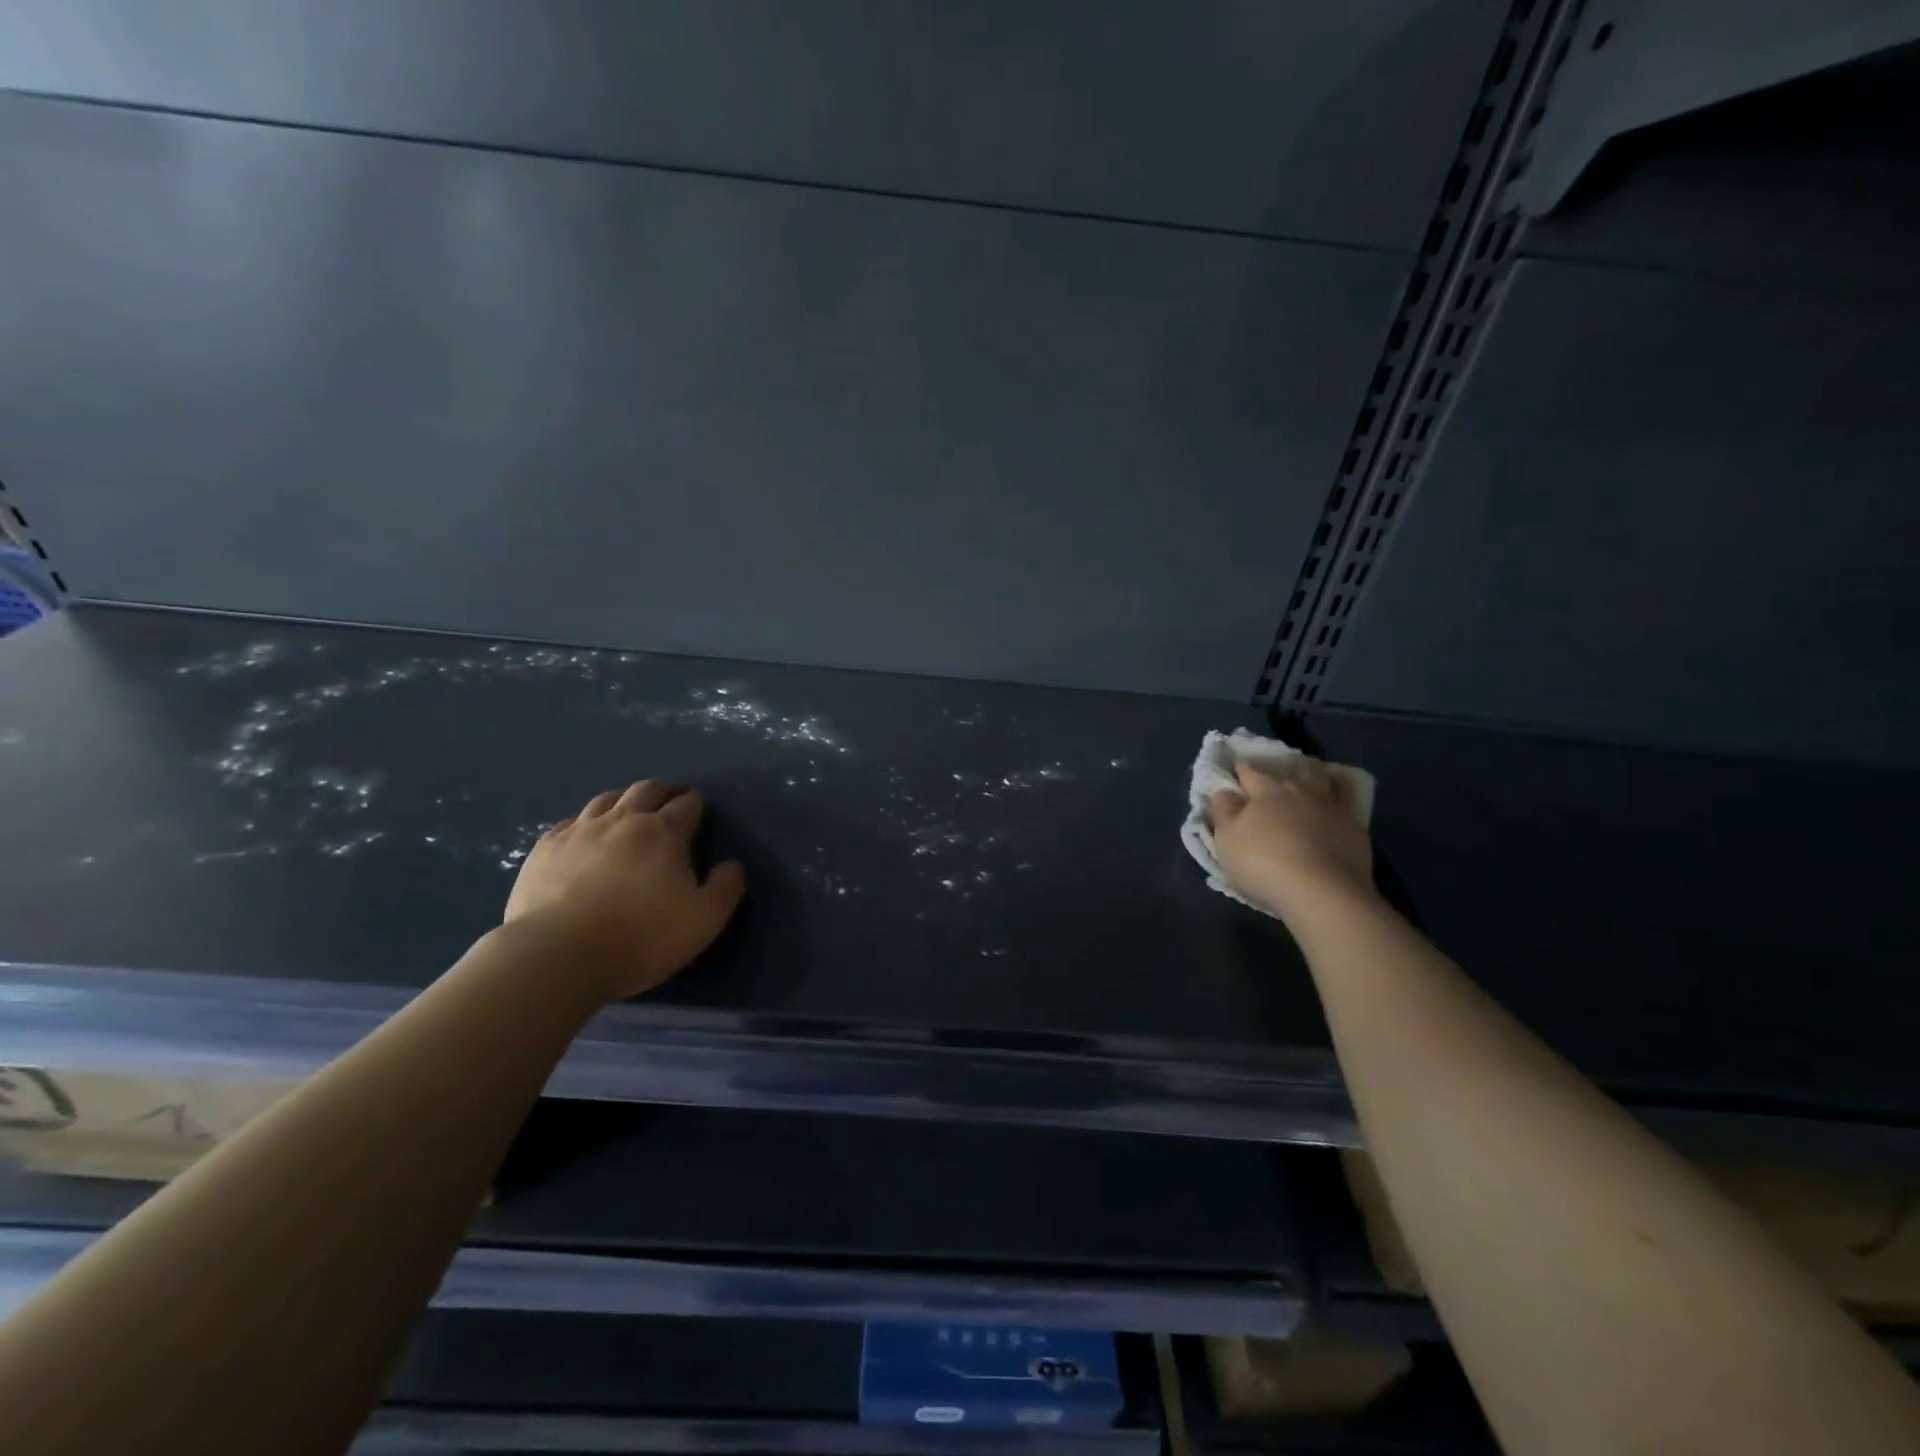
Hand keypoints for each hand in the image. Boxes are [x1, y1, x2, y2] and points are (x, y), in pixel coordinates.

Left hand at [503, 781, 745, 1005]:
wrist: (558, 956)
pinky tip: (584, 835)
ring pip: (606, 800)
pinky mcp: (544, 850)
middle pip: (646, 791)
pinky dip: (585, 822)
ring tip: (628, 809)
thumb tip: (730, 865)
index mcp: (664, 832)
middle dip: (662, 791)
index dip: (695, 803)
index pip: (686, 805)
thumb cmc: (642, 937)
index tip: (697, 807)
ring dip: (624, 799)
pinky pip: (569, 822)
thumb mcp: (705, 919)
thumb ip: (726, 887)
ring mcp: (579, 832)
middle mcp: (622, 820)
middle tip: (669, 799)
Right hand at [1208, 758, 1377, 925]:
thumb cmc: (1264, 863)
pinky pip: (1350, 796)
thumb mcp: (1227, 840)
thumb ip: (1223, 812)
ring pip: (1322, 776)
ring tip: (1308, 772)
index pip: (1249, 772)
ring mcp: (1330, 805)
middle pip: (1288, 769)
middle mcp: (1299, 790)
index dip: (1240, 768)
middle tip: (1274, 771)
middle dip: (1279, 767)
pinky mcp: (1355, 825)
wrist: (1323, 892)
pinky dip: (1342, 788)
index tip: (1235, 767)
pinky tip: (1338, 793)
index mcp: (1266, 790)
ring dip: (1312, 771)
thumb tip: (1224, 791)